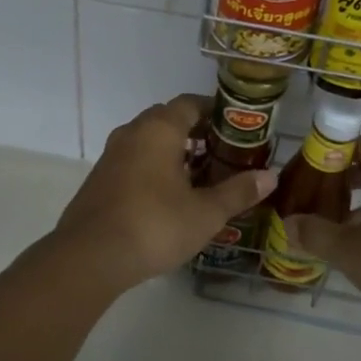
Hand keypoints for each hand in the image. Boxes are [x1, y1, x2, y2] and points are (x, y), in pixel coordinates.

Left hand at [52, 94, 276, 291]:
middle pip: (168, 120)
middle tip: (221, 153)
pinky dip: (153, 168)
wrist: (90, 257)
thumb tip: (271, 176)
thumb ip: (238, 191)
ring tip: (199, 176)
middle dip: (195, 132)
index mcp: (159, 129)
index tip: (236, 127)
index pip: (189, 103)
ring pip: (148, 141)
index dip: (214, 111)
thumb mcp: (205, 213)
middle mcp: (132, 133)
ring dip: (173, 152)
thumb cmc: (155, 225)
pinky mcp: (99, 180)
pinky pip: (133, 161)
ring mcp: (111, 156)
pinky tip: (168, 197)